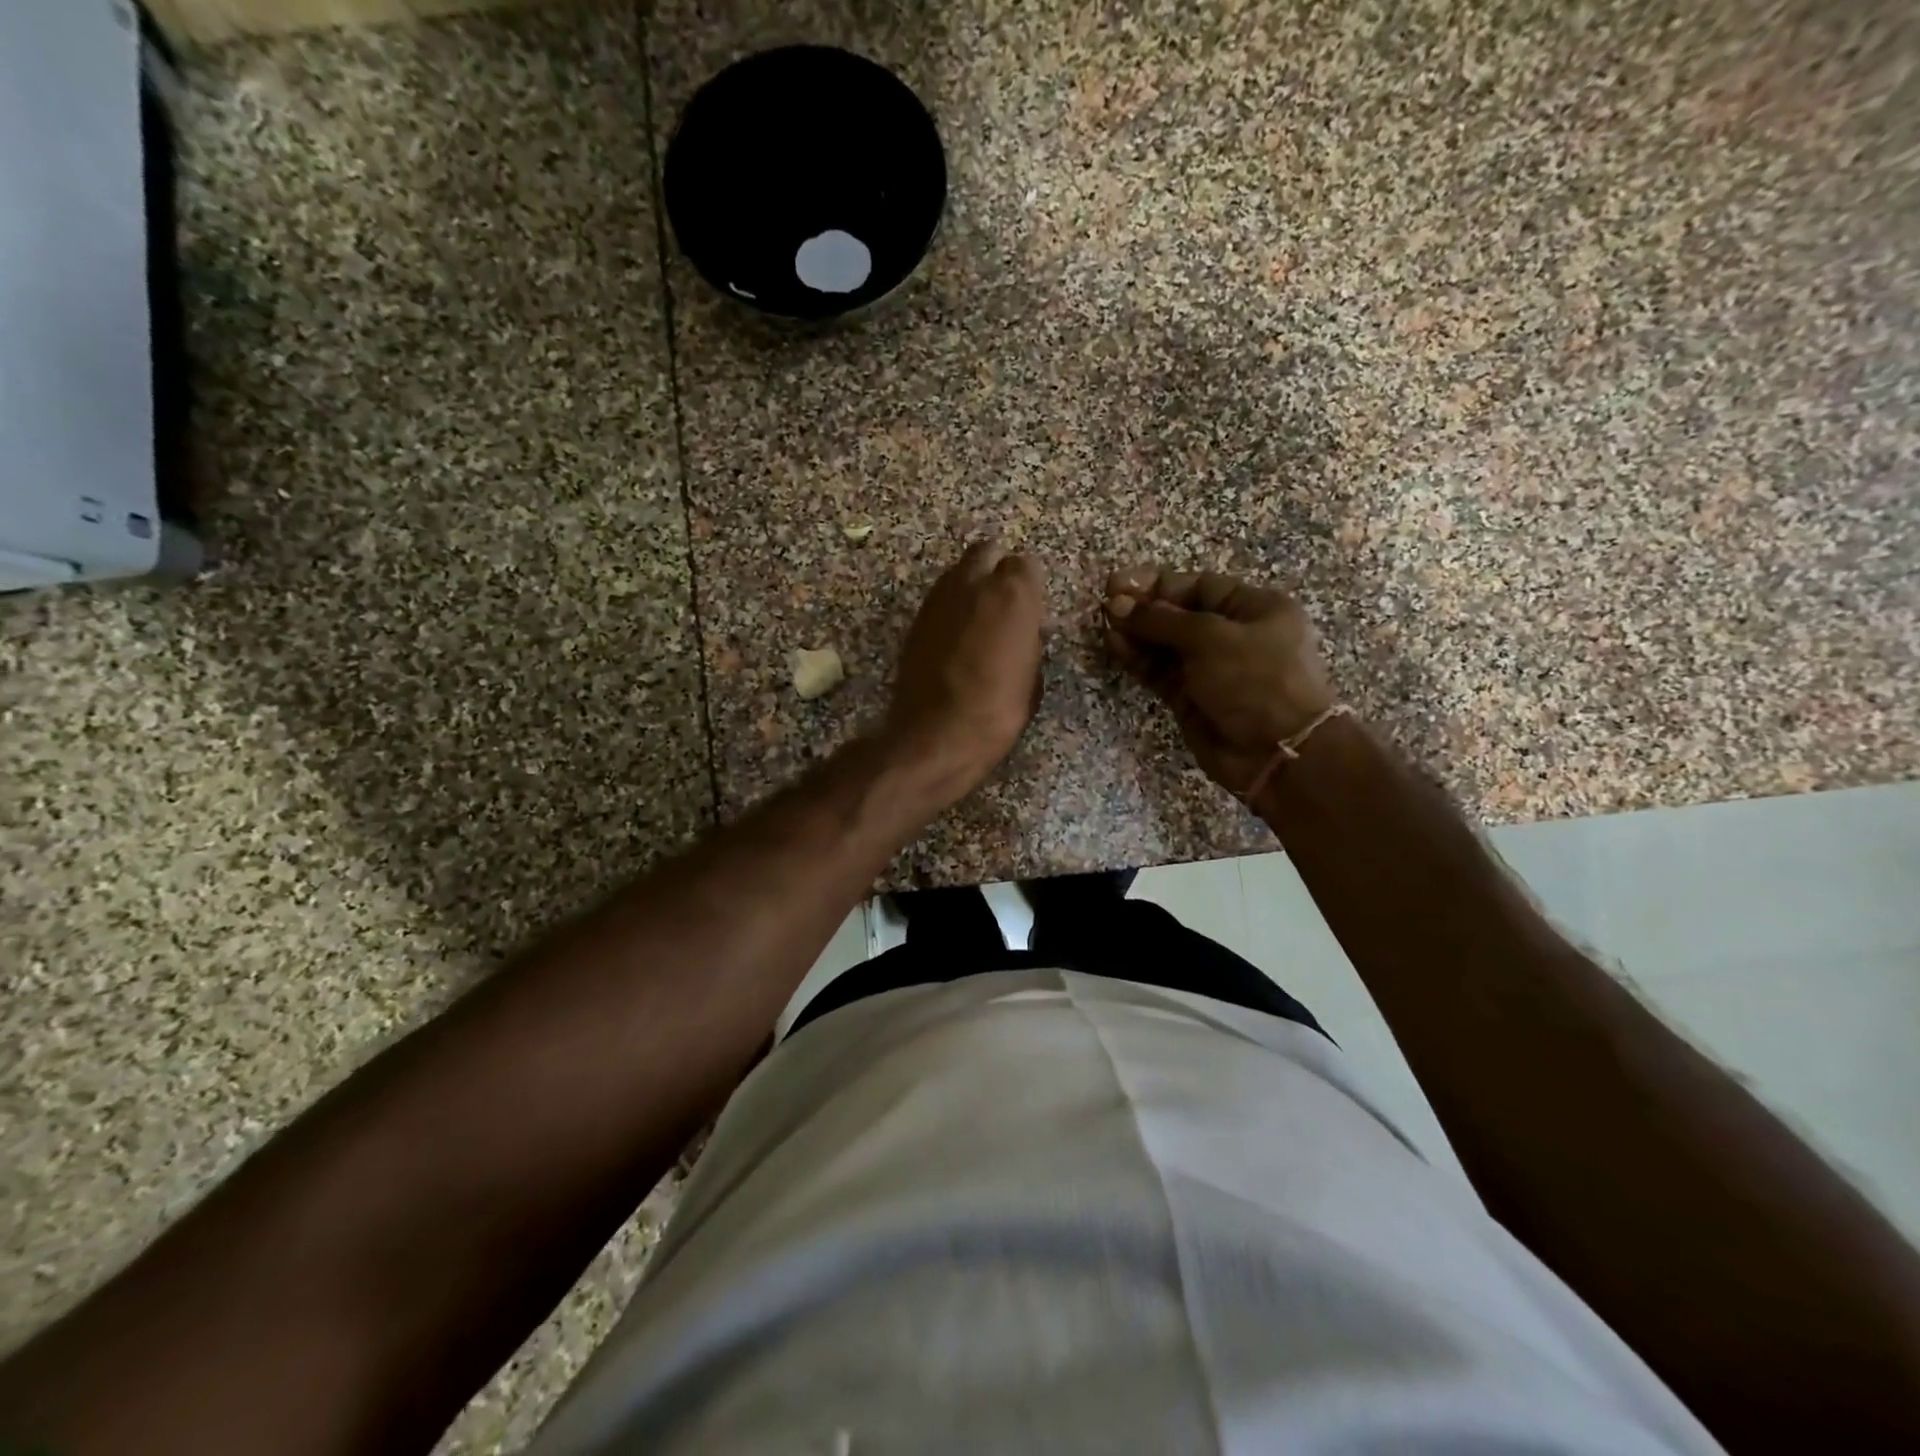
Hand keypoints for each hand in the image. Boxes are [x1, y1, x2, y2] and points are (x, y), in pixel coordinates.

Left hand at [885, 541, 1045, 800]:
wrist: (938, 733)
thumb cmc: (998, 710)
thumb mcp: (1032, 676)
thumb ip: (1029, 639)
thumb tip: (1023, 629)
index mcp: (1013, 594)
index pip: (1025, 564)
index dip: (1028, 585)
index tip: (1030, 607)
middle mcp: (973, 583)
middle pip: (986, 552)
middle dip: (996, 567)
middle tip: (1003, 599)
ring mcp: (939, 598)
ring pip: (958, 571)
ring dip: (970, 585)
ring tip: (978, 618)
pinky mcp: (916, 618)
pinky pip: (939, 598)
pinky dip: (950, 607)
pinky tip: (956, 636)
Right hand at [1104, 567, 1337, 794]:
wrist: (1277, 752)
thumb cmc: (1256, 680)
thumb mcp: (1211, 637)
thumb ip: (1161, 619)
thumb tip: (1116, 604)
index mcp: (1254, 608)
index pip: (1199, 586)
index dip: (1158, 584)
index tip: (1118, 583)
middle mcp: (1232, 635)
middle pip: (1179, 614)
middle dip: (1143, 609)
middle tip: (1106, 605)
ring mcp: (1210, 669)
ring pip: (1165, 644)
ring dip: (1136, 633)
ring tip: (1106, 625)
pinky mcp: (1191, 698)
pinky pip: (1160, 671)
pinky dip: (1139, 659)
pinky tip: (1116, 646)